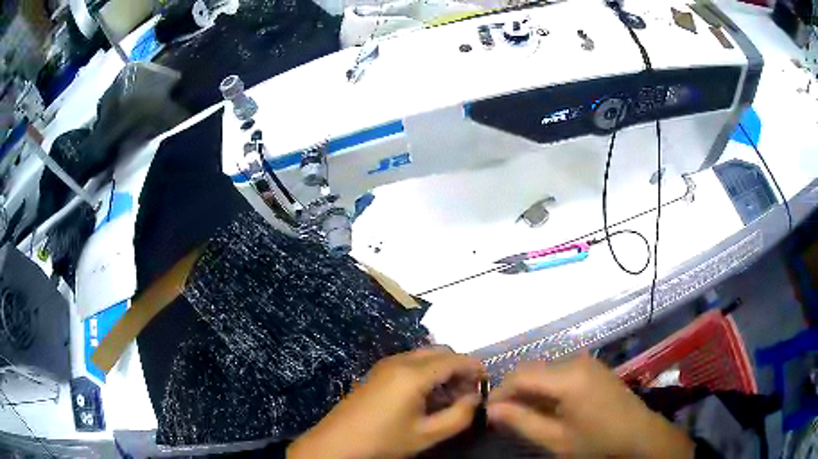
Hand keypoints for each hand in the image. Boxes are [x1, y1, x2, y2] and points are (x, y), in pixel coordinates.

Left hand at [288, 347, 483, 458]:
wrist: (336, 444)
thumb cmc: (383, 441)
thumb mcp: (426, 435)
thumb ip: (459, 416)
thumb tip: (476, 398)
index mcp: (413, 373)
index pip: (455, 360)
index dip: (476, 368)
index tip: (488, 384)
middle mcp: (400, 360)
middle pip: (440, 352)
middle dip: (459, 368)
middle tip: (468, 393)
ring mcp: (385, 364)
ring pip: (425, 356)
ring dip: (443, 370)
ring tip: (450, 398)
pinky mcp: (377, 373)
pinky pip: (410, 363)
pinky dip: (426, 373)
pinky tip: (427, 397)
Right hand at [487, 354, 694, 457]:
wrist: (638, 434)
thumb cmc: (597, 441)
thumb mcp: (556, 439)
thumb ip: (522, 422)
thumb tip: (491, 409)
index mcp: (568, 377)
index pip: (521, 375)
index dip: (500, 392)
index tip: (488, 412)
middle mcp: (576, 361)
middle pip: (532, 369)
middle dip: (513, 390)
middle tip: (503, 416)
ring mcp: (587, 362)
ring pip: (545, 369)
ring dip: (529, 389)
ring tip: (522, 413)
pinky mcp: (593, 367)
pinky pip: (560, 371)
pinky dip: (546, 386)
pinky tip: (546, 406)